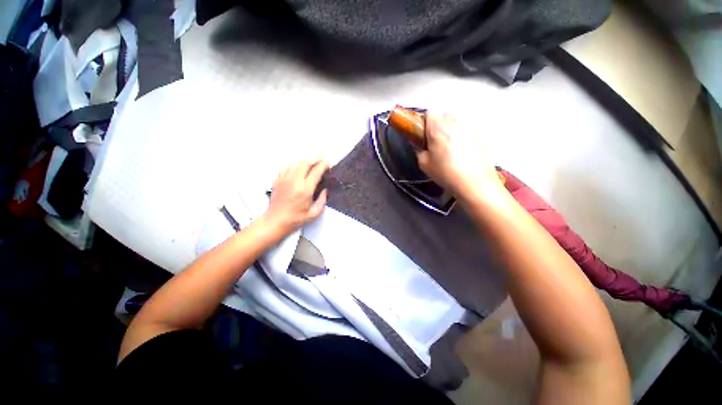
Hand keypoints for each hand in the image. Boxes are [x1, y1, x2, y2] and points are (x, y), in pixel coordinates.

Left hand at [262, 157, 328, 234]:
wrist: (274, 222)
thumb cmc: (294, 219)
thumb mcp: (313, 214)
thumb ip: (322, 201)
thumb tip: (325, 191)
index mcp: (305, 190)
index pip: (316, 171)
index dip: (323, 165)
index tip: (328, 162)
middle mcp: (294, 182)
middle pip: (305, 163)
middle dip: (315, 158)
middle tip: (321, 158)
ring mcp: (284, 180)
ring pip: (295, 162)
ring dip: (305, 159)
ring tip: (311, 160)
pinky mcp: (277, 180)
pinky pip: (286, 167)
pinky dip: (294, 163)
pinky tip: (297, 165)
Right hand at [416, 112, 503, 200]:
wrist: (475, 183)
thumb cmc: (445, 174)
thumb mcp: (424, 164)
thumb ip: (419, 150)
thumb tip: (419, 145)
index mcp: (438, 129)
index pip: (430, 112)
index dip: (424, 121)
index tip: (423, 133)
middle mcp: (455, 123)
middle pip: (443, 115)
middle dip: (437, 124)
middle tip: (434, 141)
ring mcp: (470, 127)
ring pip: (456, 121)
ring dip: (450, 129)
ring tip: (449, 146)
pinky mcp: (481, 135)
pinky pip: (467, 129)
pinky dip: (462, 135)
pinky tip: (462, 150)